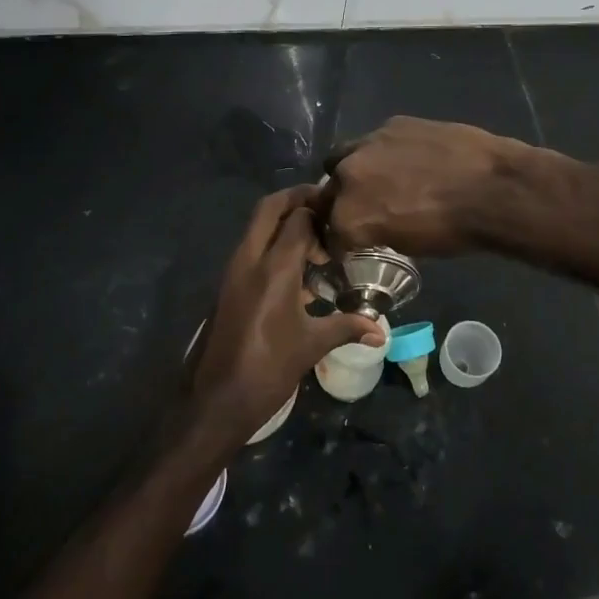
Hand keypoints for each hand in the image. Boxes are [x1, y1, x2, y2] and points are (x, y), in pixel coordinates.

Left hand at [190, 186, 384, 451]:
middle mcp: (250, 259)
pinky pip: (252, 248)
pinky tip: (298, 270)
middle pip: (269, 208)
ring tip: (317, 241)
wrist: (218, 399)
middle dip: (296, 198)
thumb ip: (347, 327)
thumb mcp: (312, 345)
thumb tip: (381, 330)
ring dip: (283, 222)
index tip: (345, 218)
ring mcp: (234, 270)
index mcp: (274, 268)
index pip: (299, 218)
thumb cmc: (269, 369)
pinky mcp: (228, 285)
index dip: (322, 212)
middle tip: (325, 205)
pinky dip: (273, 244)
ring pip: (257, 227)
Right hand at [323, 117, 528, 256]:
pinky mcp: (393, 123)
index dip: (341, 241)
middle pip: (329, 193)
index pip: (330, 234)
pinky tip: (409, 158)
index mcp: (349, 217)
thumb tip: (374, 226)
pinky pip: (376, 140)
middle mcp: (348, 177)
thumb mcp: (408, 245)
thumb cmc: (454, 231)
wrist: (493, 188)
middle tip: (365, 210)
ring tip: (379, 178)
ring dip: (353, 171)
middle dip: (342, 204)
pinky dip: (384, 152)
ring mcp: (369, 144)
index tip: (352, 244)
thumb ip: (377, 231)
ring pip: (342, 157)